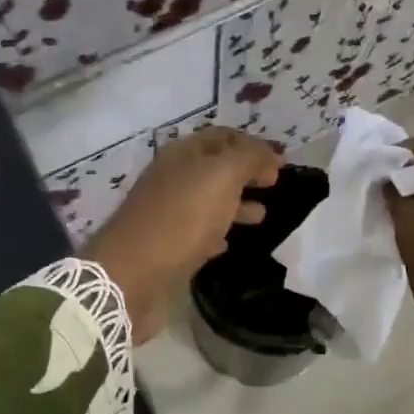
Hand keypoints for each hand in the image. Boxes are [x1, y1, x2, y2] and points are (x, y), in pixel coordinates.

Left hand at [88, 128, 282, 341]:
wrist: (131, 276)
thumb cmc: (180, 219)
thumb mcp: (221, 177)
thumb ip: (249, 159)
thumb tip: (269, 157)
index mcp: (182, 155)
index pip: (222, 137)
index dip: (253, 145)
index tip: (281, 163)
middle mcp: (171, 179)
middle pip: (214, 168)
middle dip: (245, 173)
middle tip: (274, 186)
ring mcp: (166, 213)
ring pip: (207, 200)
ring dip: (235, 203)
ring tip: (262, 216)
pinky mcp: (165, 247)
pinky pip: (196, 232)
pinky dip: (217, 232)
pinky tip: (229, 243)